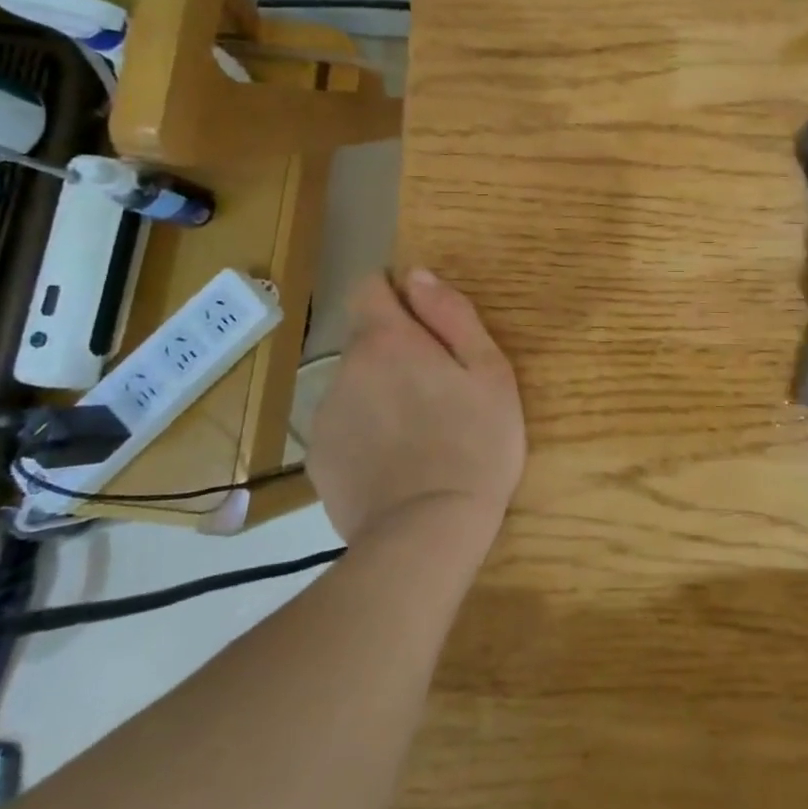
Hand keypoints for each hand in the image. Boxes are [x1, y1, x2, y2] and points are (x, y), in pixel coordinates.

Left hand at [299, 268, 524, 545]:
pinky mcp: (318, 457)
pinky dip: (365, 432)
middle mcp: (344, 368)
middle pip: (367, 340)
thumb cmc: (475, 444)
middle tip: (439, 391)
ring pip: (355, 384)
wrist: (428, 533)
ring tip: (419, 433)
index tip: (426, 322)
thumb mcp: (489, 371)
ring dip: (380, 392)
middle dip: (397, 351)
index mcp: (387, 340)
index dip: (396, 293)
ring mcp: (325, 415)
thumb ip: (452, 315)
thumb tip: (417, 275)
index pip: (369, 286)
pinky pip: (344, 425)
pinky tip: (395, 463)